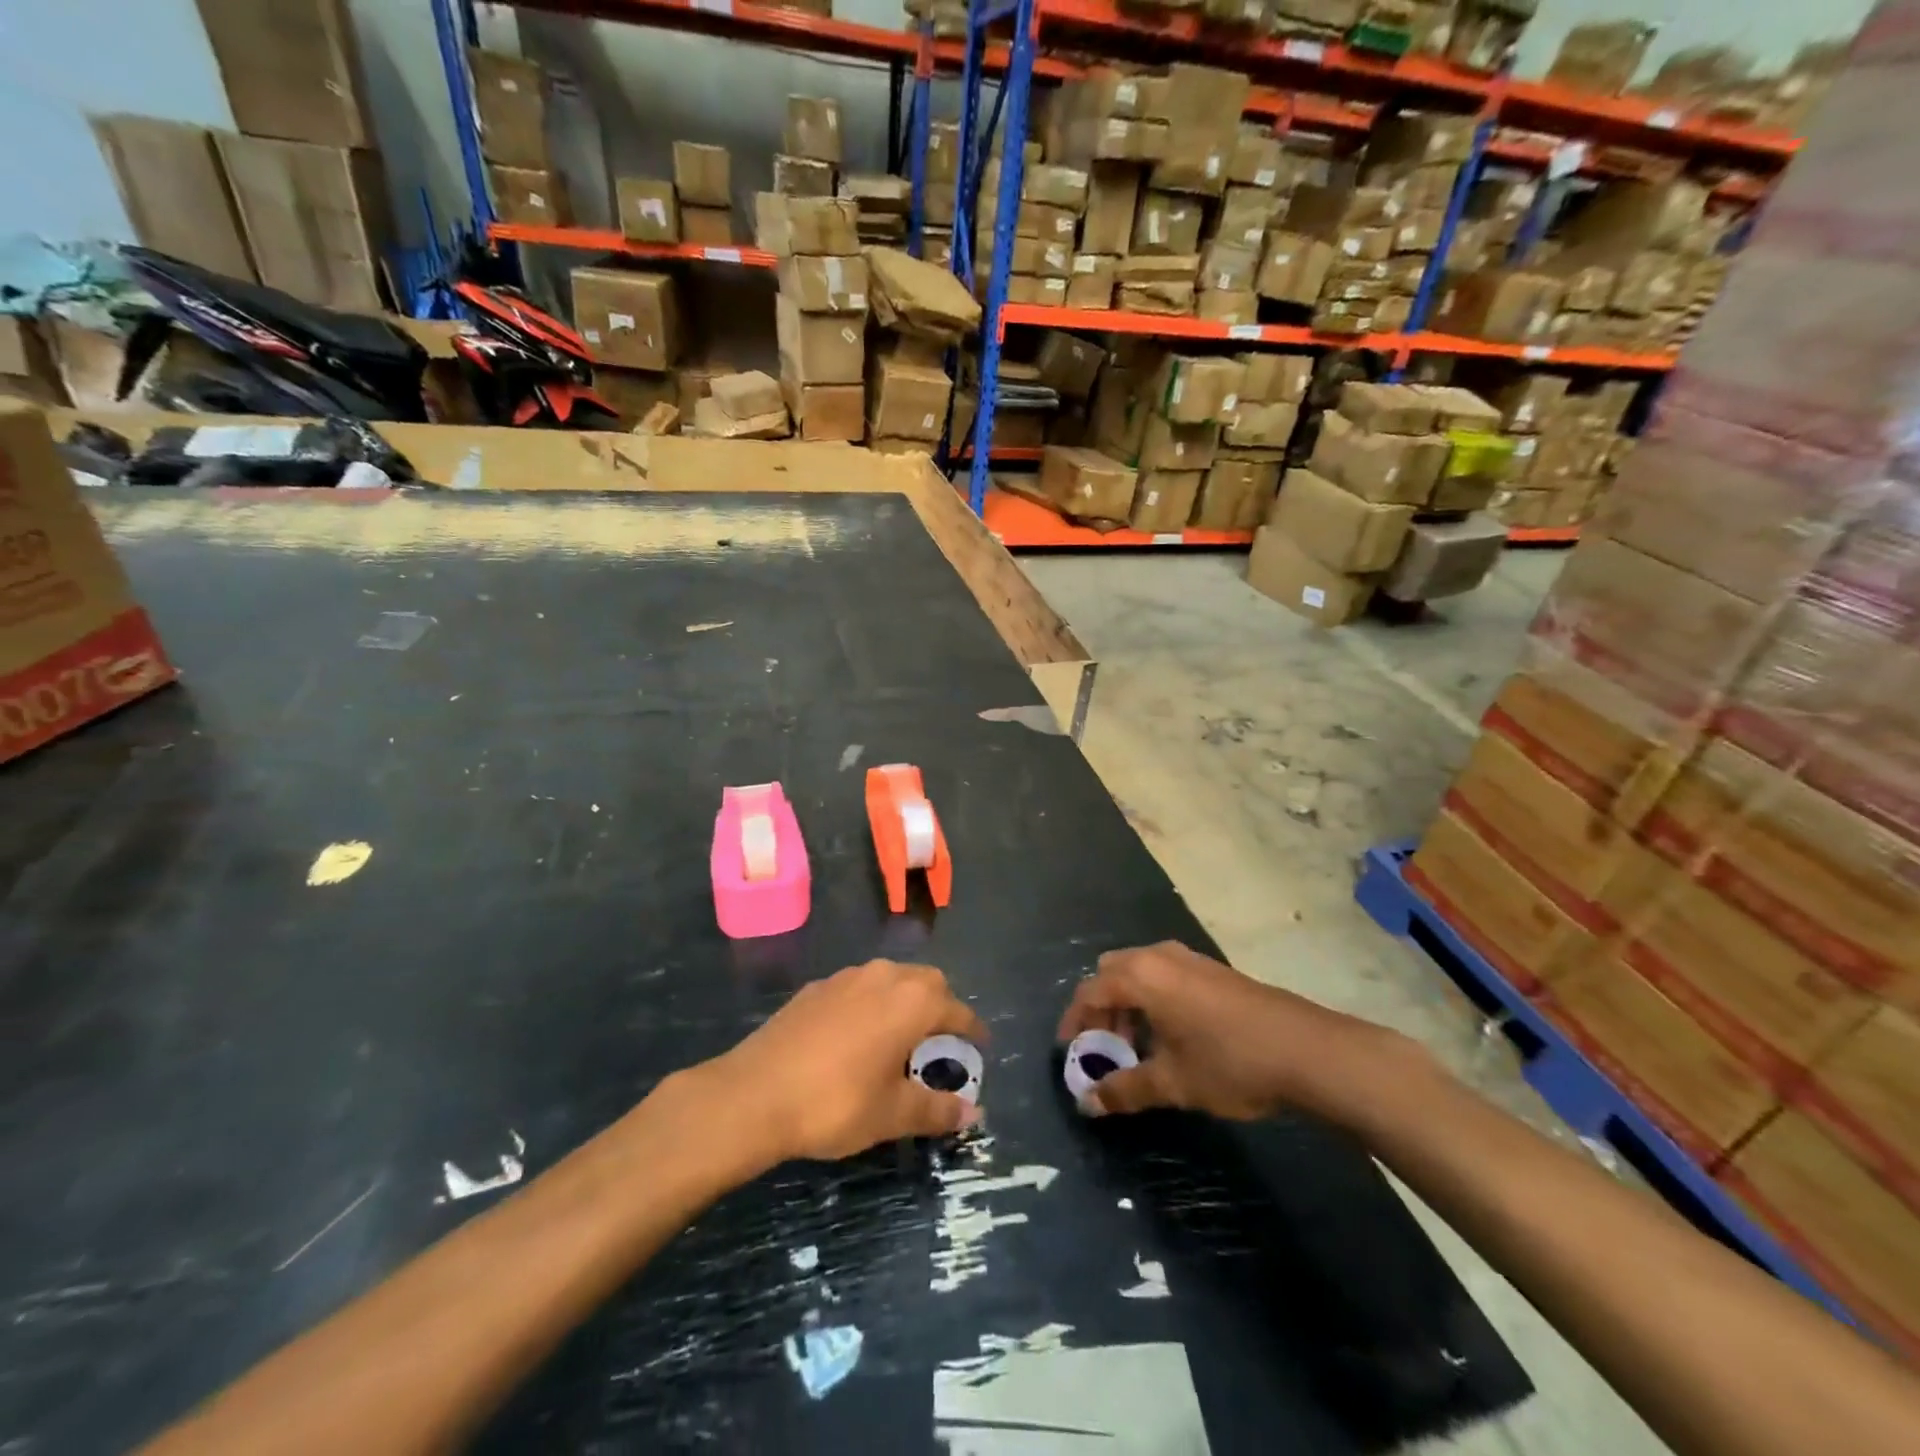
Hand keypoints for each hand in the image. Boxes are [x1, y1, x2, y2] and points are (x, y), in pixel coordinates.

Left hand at [712, 960, 987, 1163]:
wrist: (754, 1094)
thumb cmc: (835, 1103)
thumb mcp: (892, 1114)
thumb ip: (936, 1109)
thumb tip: (973, 1112)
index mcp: (911, 1001)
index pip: (956, 1009)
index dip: (972, 1029)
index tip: (980, 1046)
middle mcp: (884, 976)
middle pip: (927, 982)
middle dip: (941, 1006)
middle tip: (942, 1042)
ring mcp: (847, 977)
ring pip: (892, 978)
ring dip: (906, 1000)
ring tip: (902, 1037)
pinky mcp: (817, 987)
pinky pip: (860, 987)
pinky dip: (872, 1004)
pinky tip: (858, 1036)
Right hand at [1056, 941, 1406, 1120]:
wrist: (1307, 1050)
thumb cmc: (1230, 1063)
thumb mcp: (1173, 1083)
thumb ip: (1125, 1090)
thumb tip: (1087, 1104)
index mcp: (1141, 976)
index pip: (1090, 991)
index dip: (1075, 1022)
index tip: (1070, 1052)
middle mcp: (1159, 956)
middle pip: (1111, 973)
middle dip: (1101, 1009)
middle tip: (1105, 1049)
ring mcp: (1188, 958)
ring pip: (1139, 973)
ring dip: (1128, 1004)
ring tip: (1137, 1048)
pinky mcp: (1211, 969)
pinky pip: (1164, 975)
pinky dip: (1153, 999)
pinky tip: (1171, 1036)